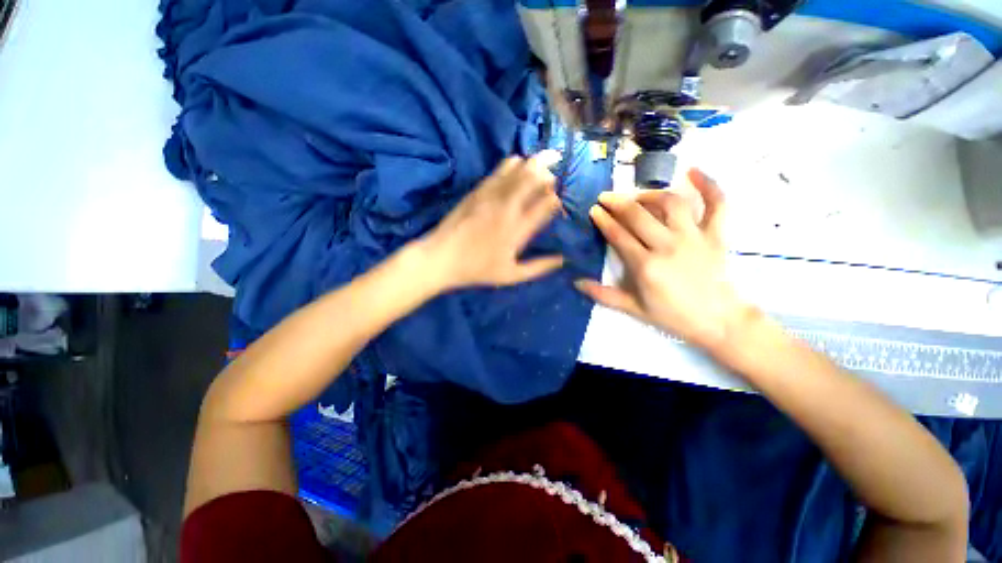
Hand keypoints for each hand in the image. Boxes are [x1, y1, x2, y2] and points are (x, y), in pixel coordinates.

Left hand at [420, 151, 564, 291]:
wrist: (442, 257)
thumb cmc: (477, 269)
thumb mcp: (511, 276)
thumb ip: (539, 267)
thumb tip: (563, 259)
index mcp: (519, 229)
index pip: (547, 203)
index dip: (559, 198)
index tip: (561, 202)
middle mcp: (509, 207)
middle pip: (535, 178)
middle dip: (551, 171)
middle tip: (559, 172)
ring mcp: (492, 195)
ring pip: (520, 168)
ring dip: (535, 163)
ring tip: (545, 162)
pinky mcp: (479, 190)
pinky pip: (501, 169)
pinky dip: (514, 164)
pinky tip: (519, 163)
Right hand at [576, 169, 750, 350]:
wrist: (718, 320)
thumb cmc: (672, 315)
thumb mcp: (633, 309)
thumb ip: (603, 295)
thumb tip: (576, 282)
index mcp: (646, 266)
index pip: (618, 235)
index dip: (603, 220)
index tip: (594, 209)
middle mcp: (668, 246)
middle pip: (638, 215)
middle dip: (617, 203)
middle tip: (604, 197)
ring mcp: (694, 237)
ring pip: (670, 204)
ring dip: (650, 194)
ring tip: (636, 195)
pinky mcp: (716, 234)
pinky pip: (717, 204)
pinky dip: (708, 185)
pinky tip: (694, 171)